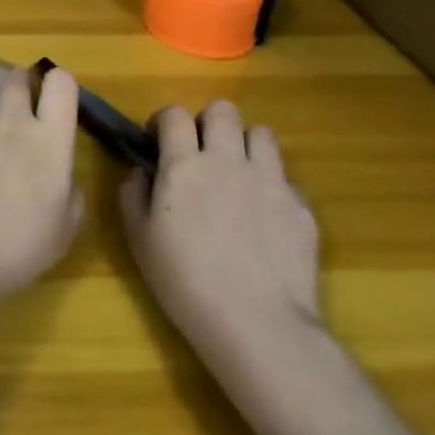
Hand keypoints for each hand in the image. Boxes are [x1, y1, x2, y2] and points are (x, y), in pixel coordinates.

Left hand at [0, 67, 85, 298]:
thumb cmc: (18, 248)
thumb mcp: (63, 227)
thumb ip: (68, 188)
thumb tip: (59, 171)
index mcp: (50, 142)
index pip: (62, 85)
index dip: (57, 85)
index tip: (50, 98)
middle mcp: (12, 119)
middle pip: (15, 79)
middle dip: (15, 86)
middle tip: (9, 114)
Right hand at [119, 100, 321, 371]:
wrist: (258, 323)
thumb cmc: (185, 282)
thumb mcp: (139, 239)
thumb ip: (133, 194)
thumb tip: (140, 171)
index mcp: (184, 164)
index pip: (174, 114)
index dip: (164, 121)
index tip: (158, 142)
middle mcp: (227, 160)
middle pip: (223, 110)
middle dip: (208, 122)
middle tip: (201, 152)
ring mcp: (270, 180)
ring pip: (261, 133)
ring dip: (245, 144)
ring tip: (237, 173)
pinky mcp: (301, 206)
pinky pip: (285, 176)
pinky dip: (272, 184)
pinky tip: (264, 215)